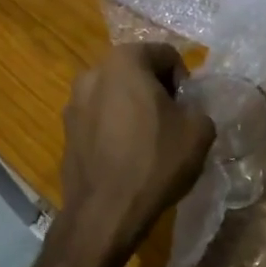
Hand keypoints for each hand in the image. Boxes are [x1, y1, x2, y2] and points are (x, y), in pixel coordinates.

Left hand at [61, 44, 214, 248]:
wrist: (105, 212)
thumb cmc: (156, 161)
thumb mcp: (199, 130)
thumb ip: (197, 107)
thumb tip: (185, 111)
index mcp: (125, 61)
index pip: (165, 54)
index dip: (183, 79)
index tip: (187, 108)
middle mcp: (93, 72)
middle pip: (136, 71)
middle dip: (156, 91)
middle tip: (172, 122)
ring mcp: (73, 103)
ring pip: (115, 95)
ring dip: (133, 109)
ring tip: (149, 142)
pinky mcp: (66, 131)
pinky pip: (99, 120)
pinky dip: (115, 129)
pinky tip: (127, 157)